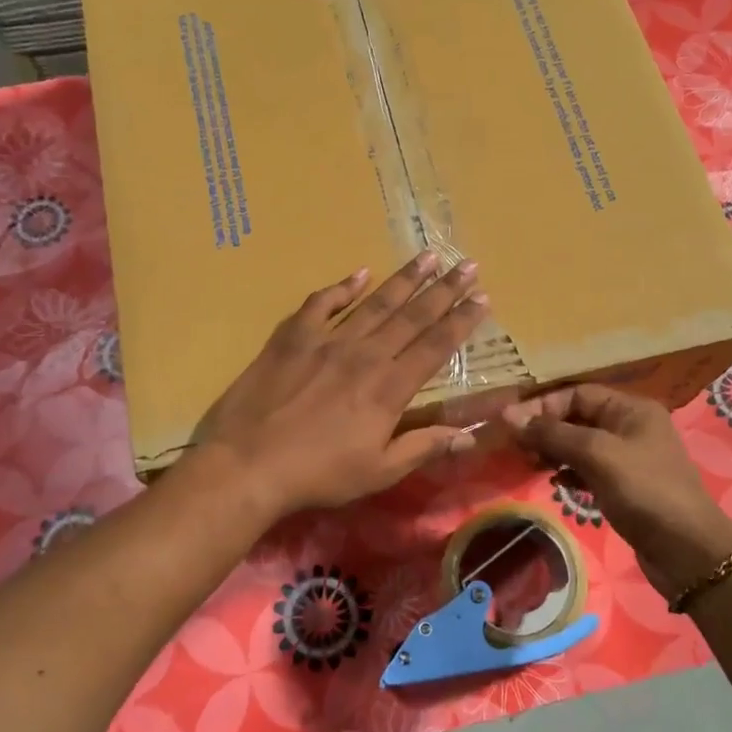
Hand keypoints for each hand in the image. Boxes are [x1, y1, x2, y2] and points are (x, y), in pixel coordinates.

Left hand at [189, 253, 488, 520]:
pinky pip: (321, 304)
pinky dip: (342, 288)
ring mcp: (327, 341)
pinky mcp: (292, 338)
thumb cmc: (318, 474)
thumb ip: (424, 447)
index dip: (461, 321)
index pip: (435, 346)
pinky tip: (359, 274)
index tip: (483, 297)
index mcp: (389, 388)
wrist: (248, 463)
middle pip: (412, 316)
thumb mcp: (378, 472)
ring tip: (427, 257)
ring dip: (403, 279)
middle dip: (443, 289)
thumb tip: (470, 434)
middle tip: (467, 264)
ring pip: (374, 302)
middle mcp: (365, 355)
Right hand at [501, 384, 731, 601]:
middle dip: (546, 430)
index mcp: (632, 409)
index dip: (544, 406)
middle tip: (517, 447)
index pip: (577, 394)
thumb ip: (552, 434)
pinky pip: (588, 470)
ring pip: (580, 445)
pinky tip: (554, 482)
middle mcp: (631, 427)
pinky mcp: (624, 487)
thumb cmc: (645, 491)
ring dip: (554, 451)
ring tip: (530, 464)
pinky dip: (569, 472)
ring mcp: (628, 459)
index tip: (513, 425)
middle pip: (578, 418)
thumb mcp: (597, 455)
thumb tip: (508, 416)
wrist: (688, 552)